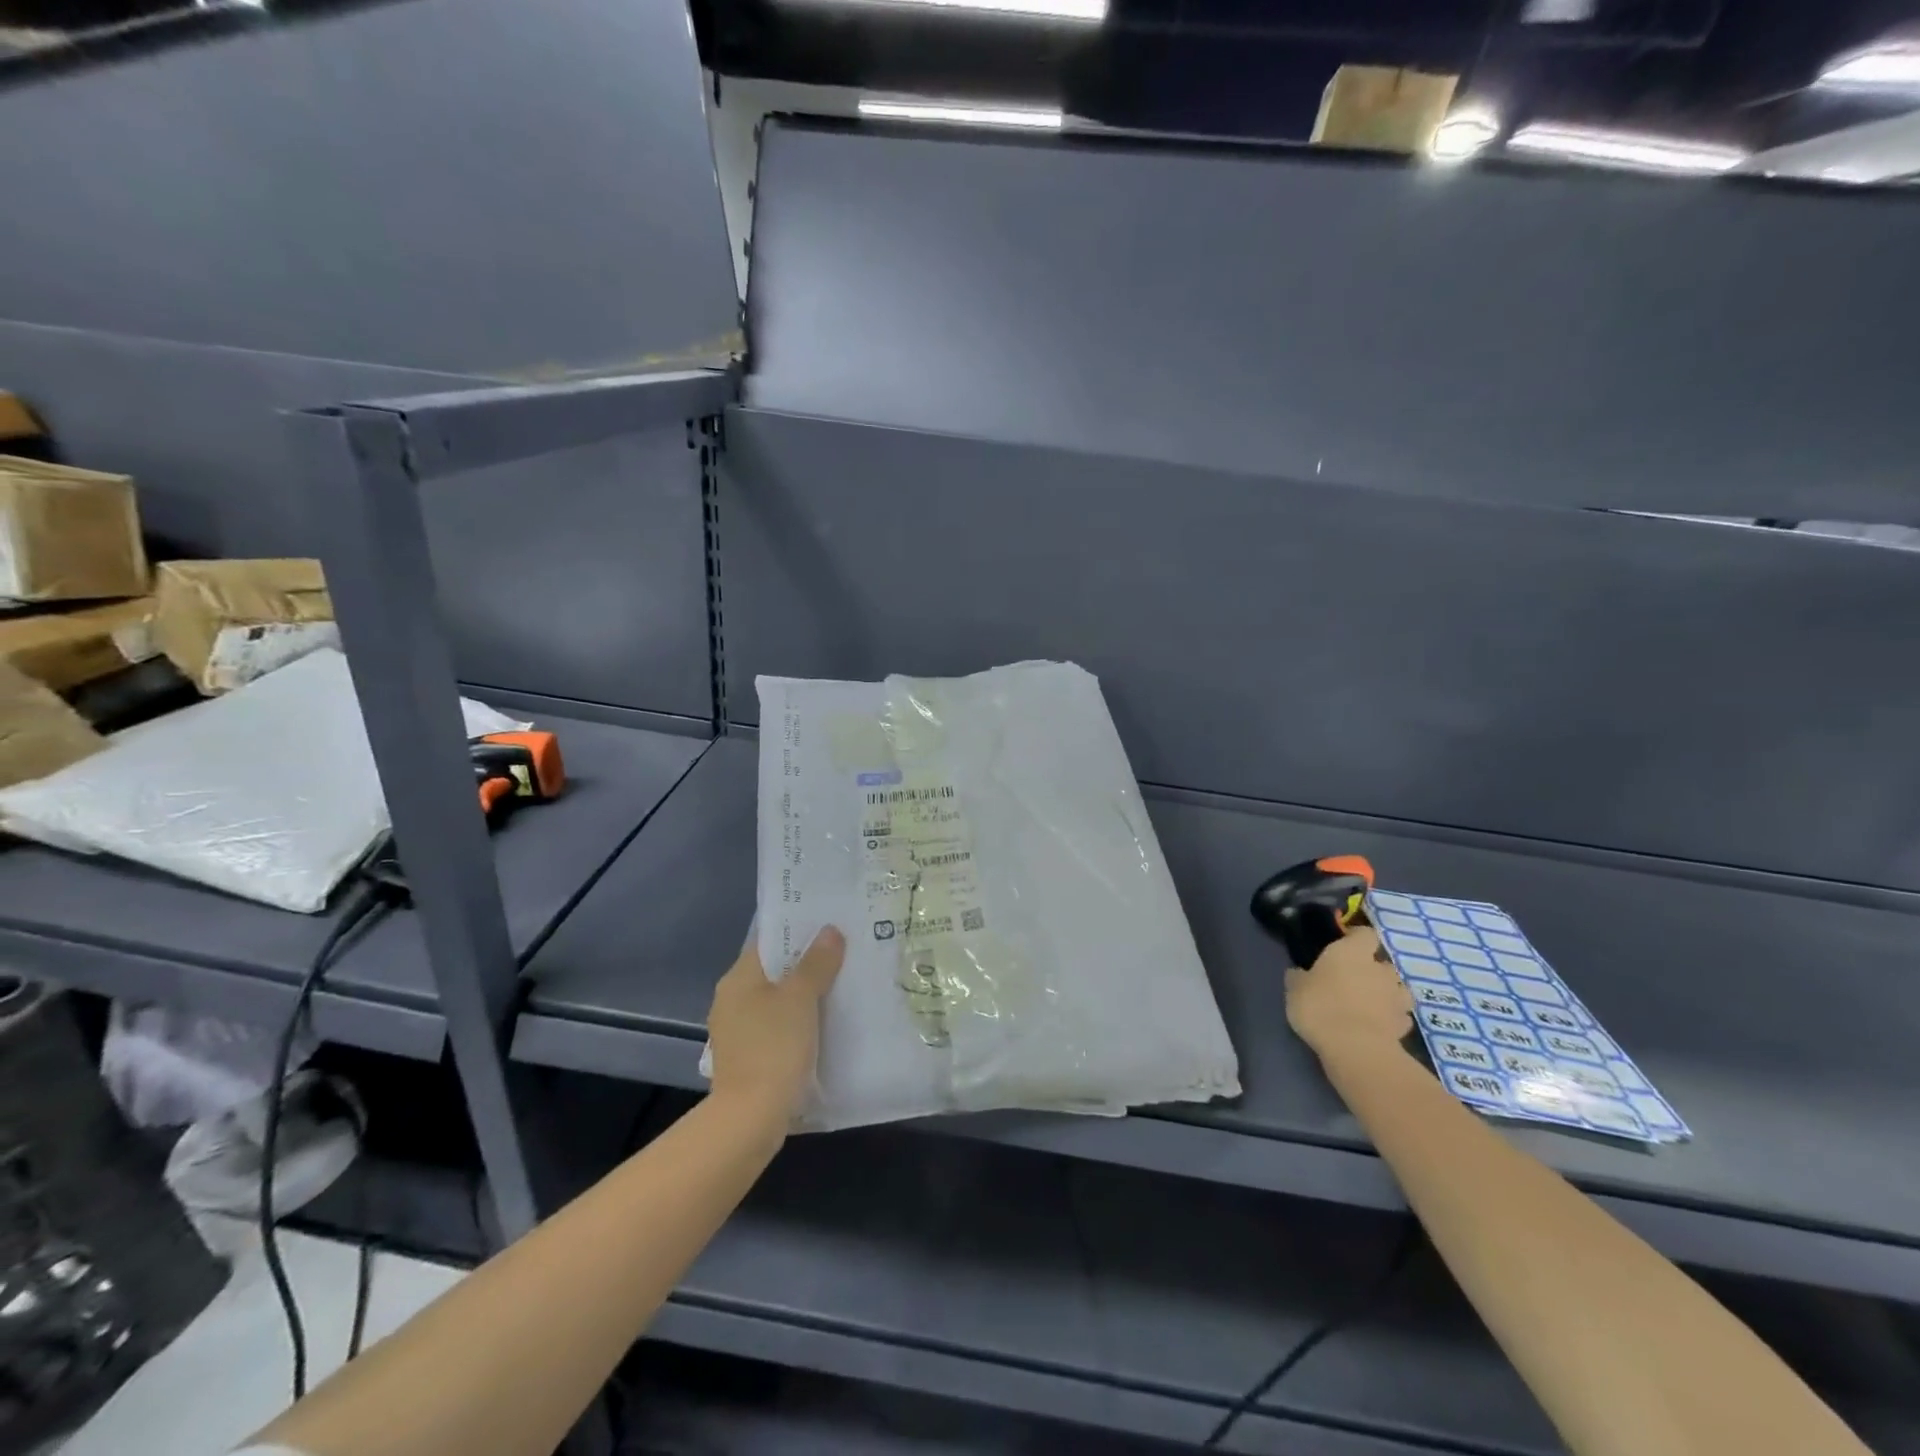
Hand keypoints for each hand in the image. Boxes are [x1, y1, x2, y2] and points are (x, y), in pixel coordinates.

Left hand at [705, 927, 844, 1121]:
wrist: (750, 1119)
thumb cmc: (773, 1047)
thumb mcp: (800, 998)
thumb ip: (815, 963)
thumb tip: (829, 931)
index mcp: (738, 979)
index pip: (767, 942)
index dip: (796, 931)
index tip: (827, 926)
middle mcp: (731, 1000)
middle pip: (773, 971)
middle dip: (805, 964)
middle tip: (842, 954)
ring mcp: (737, 1032)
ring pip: (775, 1001)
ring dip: (802, 995)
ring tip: (840, 987)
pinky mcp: (747, 1059)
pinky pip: (776, 1028)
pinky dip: (797, 1023)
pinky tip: (823, 1026)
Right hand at [1284, 926, 1412, 1059]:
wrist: (1355, 1048)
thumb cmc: (1320, 1006)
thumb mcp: (1295, 988)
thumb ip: (1300, 976)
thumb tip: (1299, 973)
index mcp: (1352, 952)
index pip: (1365, 933)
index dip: (1356, 938)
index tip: (1343, 945)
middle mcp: (1379, 969)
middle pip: (1382, 963)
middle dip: (1372, 970)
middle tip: (1353, 980)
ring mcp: (1396, 998)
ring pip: (1397, 989)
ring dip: (1386, 993)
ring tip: (1369, 1004)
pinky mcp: (1404, 1025)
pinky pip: (1399, 1015)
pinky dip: (1391, 1018)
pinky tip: (1377, 1025)